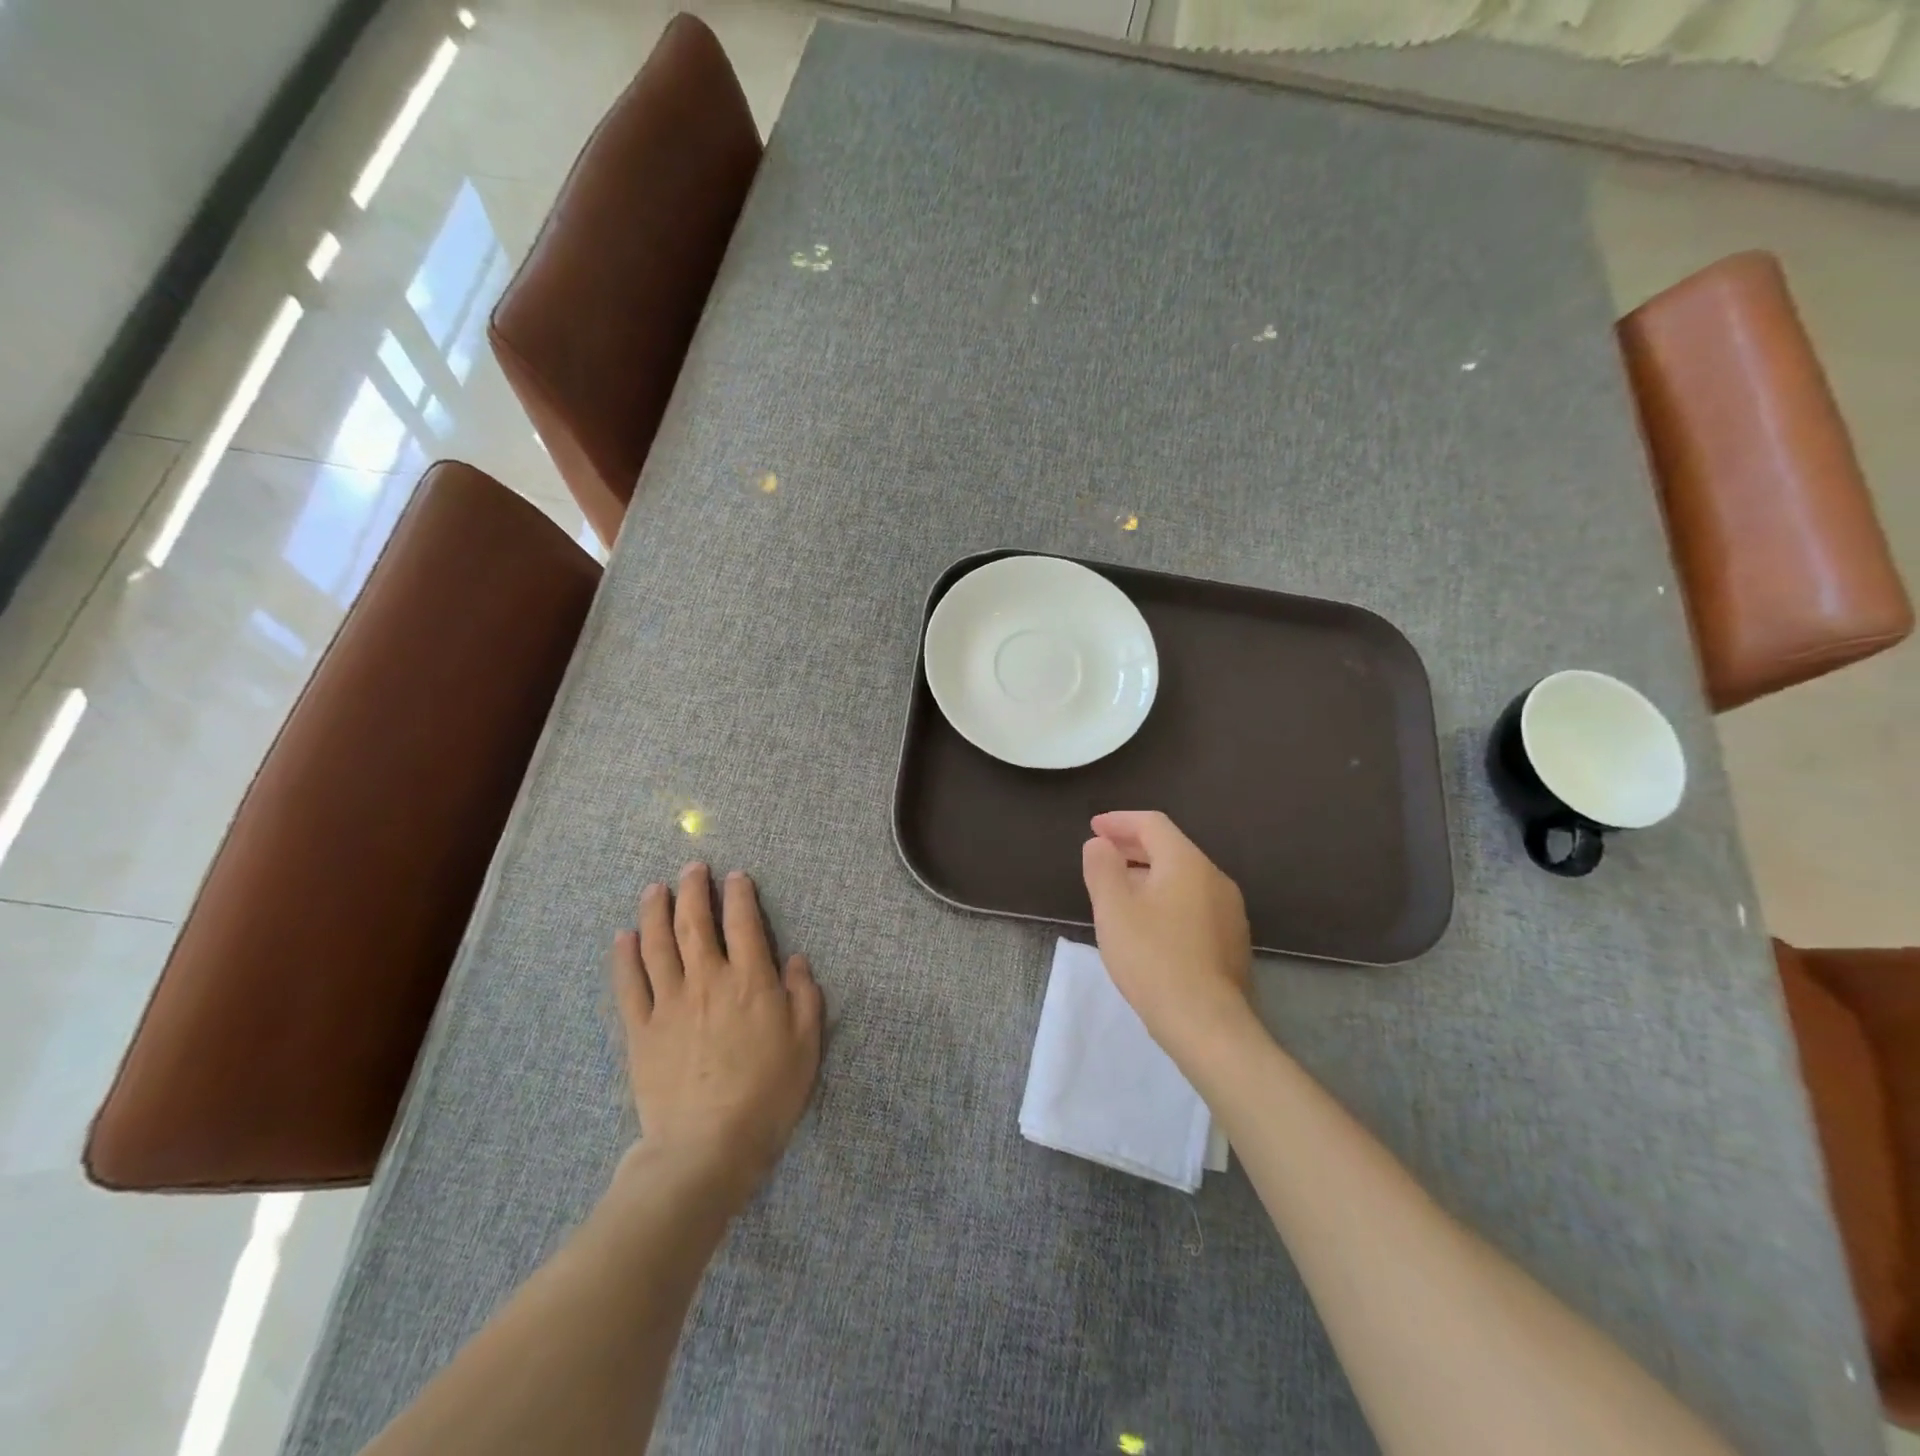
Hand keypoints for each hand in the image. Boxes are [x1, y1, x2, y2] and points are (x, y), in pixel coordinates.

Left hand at [610, 863, 822, 1199]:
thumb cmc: (768, 1094)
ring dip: (655, 911)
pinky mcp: (640, 1030)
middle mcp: (708, 980)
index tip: (736, 877)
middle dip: (693, 890)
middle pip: (695, 924)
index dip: (740, 895)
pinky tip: (623, 938)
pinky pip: (629, 984)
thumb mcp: (806, 1043)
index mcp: (751, 981)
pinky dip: (625, 956)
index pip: (744, 923)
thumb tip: (795, 959)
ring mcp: (669, 1004)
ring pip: (657, 944)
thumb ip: (804, 995)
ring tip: (655, 889)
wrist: (707, 1146)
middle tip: (692, 868)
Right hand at [1081, 811, 1253, 1054]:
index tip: (1093, 828)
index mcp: (1187, 863)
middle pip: (1170, 848)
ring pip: (1183, 878)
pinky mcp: (1231, 940)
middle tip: (1102, 856)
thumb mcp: (1113, 910)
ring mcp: (1229, 910)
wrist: (1207, 1024)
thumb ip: (1102, 868)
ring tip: (1119, 891)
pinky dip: (1166, 899)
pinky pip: (1194, 903)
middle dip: (1133, 847)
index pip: (1152, 824)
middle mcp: (1214, 878)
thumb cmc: (1153, 959)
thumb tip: (1100, 844)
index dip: (1119, 821)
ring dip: (1148, 874)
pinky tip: (1148, 925)